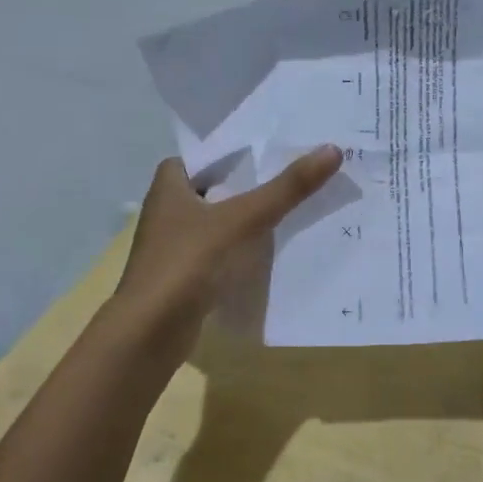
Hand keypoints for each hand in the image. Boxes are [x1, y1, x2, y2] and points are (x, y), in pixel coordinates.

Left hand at [116, 146, 342, 333]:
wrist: (149, 332)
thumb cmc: (188, 262)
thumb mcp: (243, 218)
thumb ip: (286, 188)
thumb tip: (332, 149)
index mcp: (169, 186)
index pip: (204, 156)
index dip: (234, 152)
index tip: (272, 151)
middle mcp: (166, 211)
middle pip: (216, 188)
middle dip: (249, 185)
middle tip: (293, 177)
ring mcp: (173, 246)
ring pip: (218, 222)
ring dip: (246, 219)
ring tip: (291, 210)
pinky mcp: (183, 276)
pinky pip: (219, 252)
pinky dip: (241, 250)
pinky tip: (271, 252)